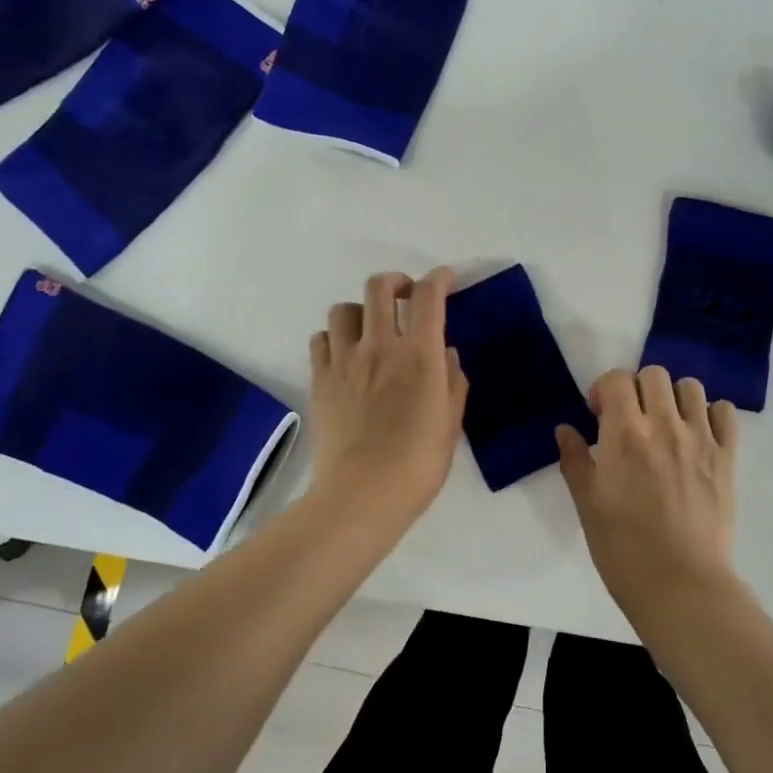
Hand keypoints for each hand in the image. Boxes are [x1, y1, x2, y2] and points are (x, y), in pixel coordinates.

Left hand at [307, 268, 467, 537]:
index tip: (446, 280)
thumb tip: (446, 355)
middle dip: (396, 281)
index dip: (439, 278)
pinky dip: (334, 338)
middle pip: (379, 287)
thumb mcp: (451, 423)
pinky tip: (345, 355)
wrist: (362, 494)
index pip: (428, 296)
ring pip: (344, 309)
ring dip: (361, 310)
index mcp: (419, 355)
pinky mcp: (320, 379)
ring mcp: (345, 361)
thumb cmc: (418, 463)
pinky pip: (320, 339)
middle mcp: (380, 346)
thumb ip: (453, 382)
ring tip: (370, 329)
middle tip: (406, 295)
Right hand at [556, 366, 740, 623]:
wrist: (680, 585)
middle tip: (631, 419)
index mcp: (624, 434)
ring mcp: (700, 439)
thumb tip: (565, 429)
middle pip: (654, 374)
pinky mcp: (727, 457)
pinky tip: (697, 435)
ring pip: (691, 387)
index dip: (604, 390)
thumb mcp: (587, 504)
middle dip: (637, 388)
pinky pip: (725, 412)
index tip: (599, 415)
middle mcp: (664, 425)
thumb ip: (574, 460)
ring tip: (666, 424)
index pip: (616, 379)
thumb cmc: (623, 548)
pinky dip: (710, 413)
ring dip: (673, 397)